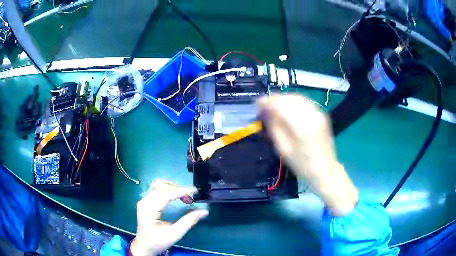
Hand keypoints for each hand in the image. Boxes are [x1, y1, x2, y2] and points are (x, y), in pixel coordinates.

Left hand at [130, 180, 207, 255]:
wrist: (144, 245)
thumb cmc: (158, 241)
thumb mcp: (175, 234)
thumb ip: (189, 221)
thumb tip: (203, 211)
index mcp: (150, 210)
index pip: (166, 194)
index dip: (181, 191)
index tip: (195, 191)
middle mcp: (144, 201)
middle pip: (162, 187)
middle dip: (179, 189)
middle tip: (191, 198)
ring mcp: (143, 200)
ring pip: (158, 185)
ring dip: (172, 187)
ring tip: (183, 196)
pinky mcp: (145, 201)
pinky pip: (156, 189)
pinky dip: (167, 189)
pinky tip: (174, 196)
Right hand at [257, 95, 357, 215]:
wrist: (325, 169)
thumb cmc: (302, 164)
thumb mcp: (283, 149)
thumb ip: (274, 127)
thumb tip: (265, 111)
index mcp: (300, 126)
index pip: (280, 105)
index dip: (267, 102)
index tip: (258, 104)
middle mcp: (311, 115)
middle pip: (289, 98)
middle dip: (275, 99)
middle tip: (264, 106)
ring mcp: (318, 113)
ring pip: (297, 97)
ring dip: (284, 99)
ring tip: (274, 106)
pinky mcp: (322, 114)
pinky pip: (305, 102)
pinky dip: (293, 102)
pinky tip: (288, 108)